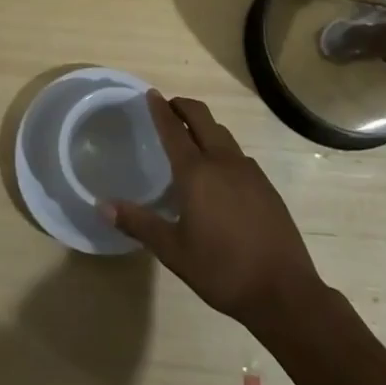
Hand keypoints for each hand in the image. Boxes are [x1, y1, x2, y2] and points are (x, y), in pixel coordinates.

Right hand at [106, 93, 325, 333]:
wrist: (283, 291)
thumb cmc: (222, 270)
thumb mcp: (173, 251)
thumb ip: (139, 224)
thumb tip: (102, 205)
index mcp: (196, 173)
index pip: (173, 129)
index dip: (160, 110)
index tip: (151, 94)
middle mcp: (223, 161)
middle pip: (202, 118)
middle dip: (184, 106)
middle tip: (169, 106)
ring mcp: (248, 171)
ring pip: (222, 134)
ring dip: (204, 126)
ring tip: (191, 137)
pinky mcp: (265, 185)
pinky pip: (238, 155)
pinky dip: (222, 148)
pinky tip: (219, 173)